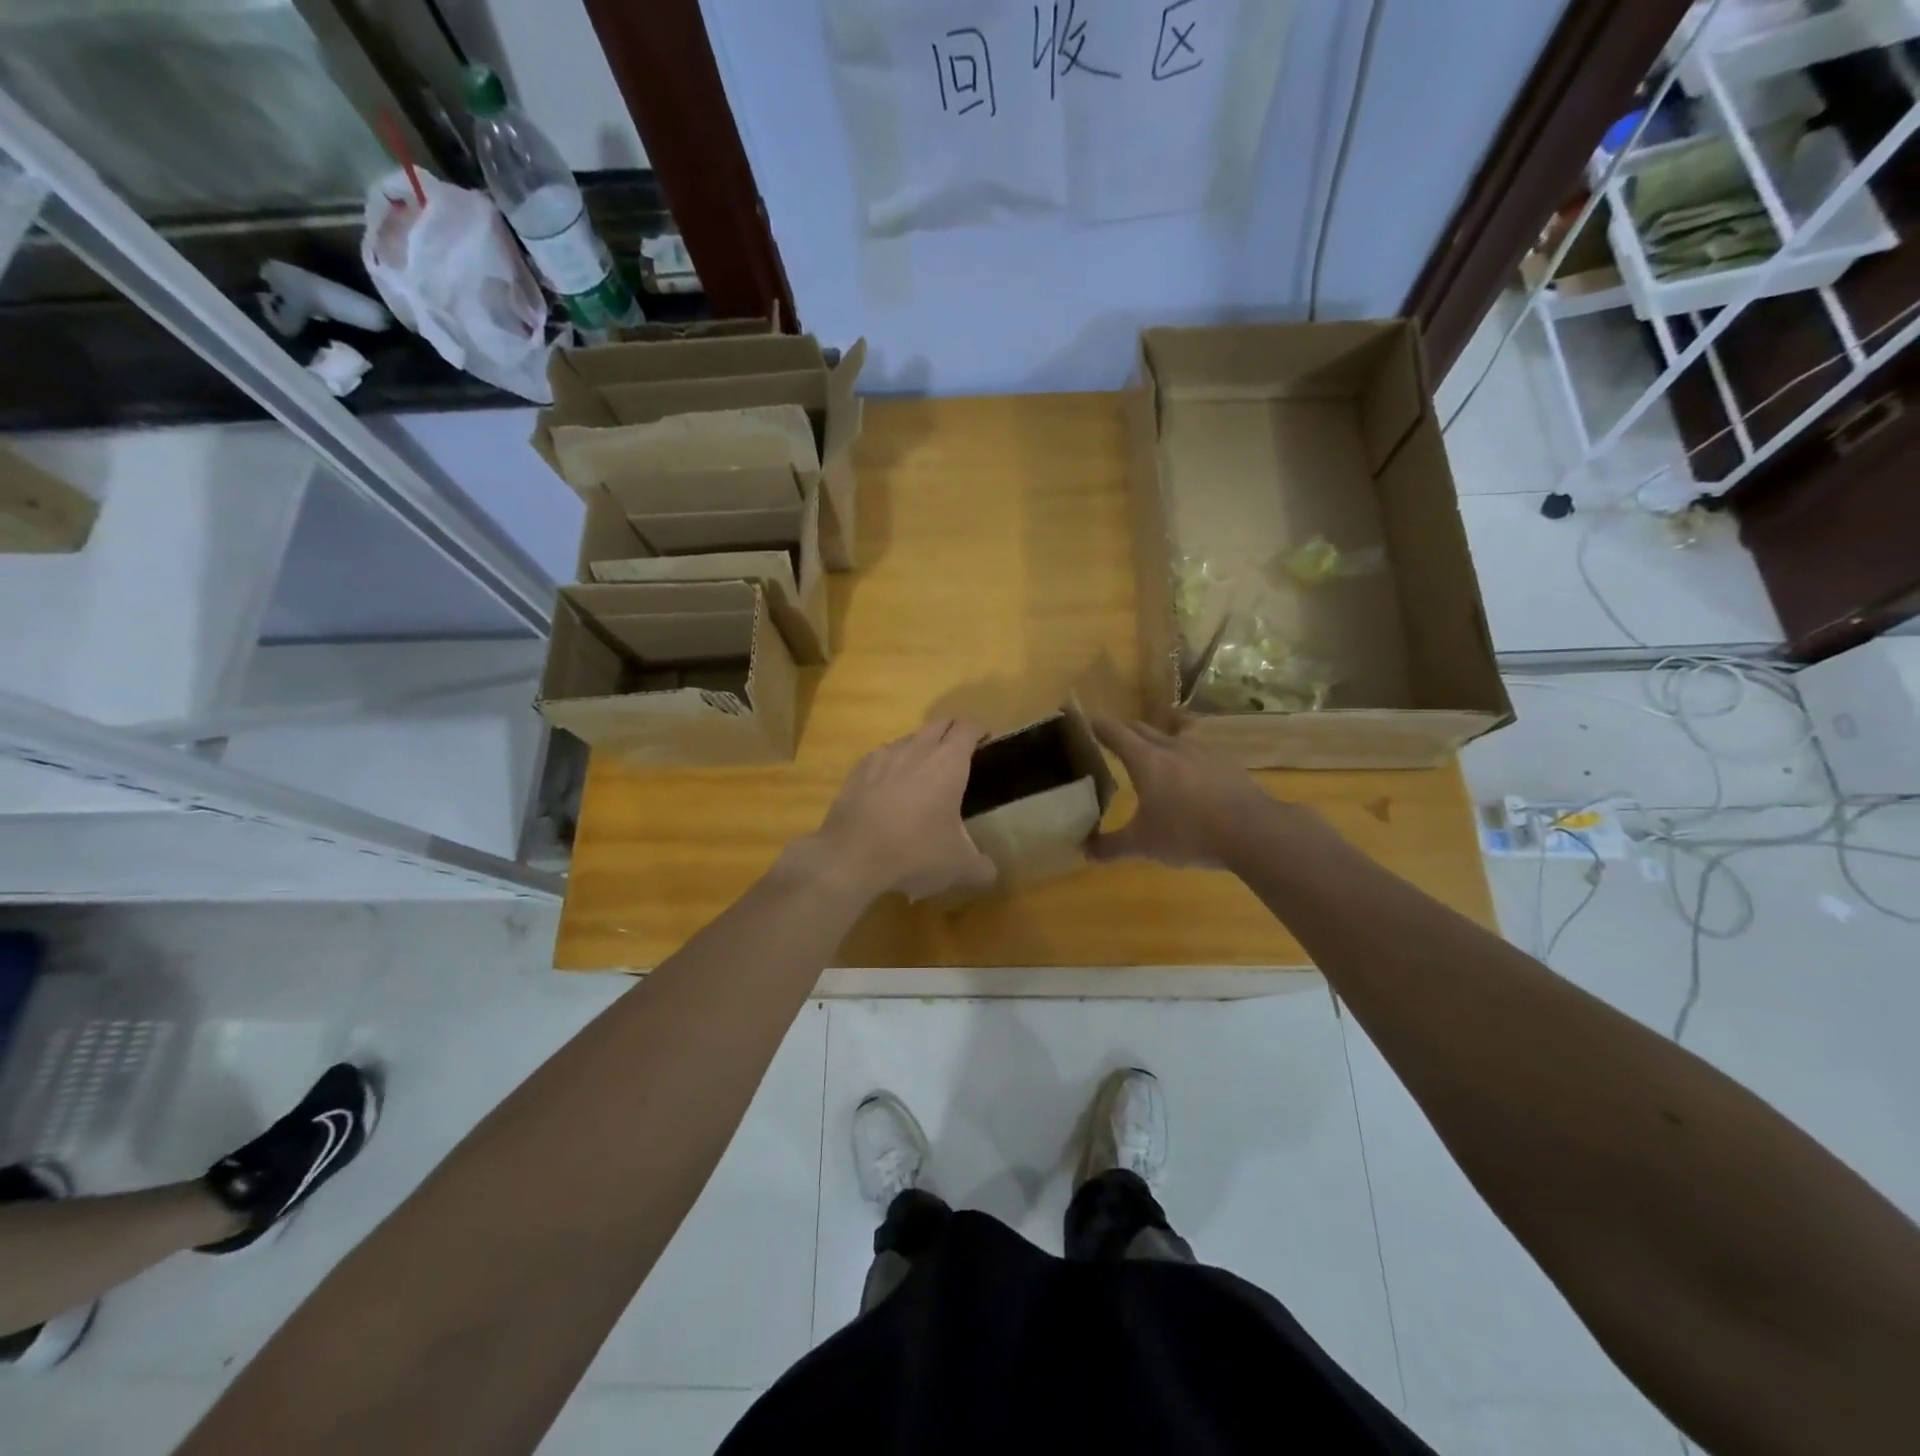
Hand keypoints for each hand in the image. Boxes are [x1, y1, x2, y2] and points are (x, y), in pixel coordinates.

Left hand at [812, 719, 997, 901]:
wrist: (852, 855)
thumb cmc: (916, 852)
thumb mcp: (959, 867)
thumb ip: (982, 867)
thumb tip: (990, 872)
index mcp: (949, 762)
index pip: (969, 728)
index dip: (980, 731)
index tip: (986, 742)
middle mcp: (918, 748)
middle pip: (940, 723)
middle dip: (952, 732)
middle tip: (960, 754)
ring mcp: (885, 755)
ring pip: (910, 738)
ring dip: (921, 747)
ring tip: (924, 773)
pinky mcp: (859, 769)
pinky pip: (882, 756)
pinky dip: (892, 765)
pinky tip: (890, 788)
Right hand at [1087, 715, 1295, 869]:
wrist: (1254, 831)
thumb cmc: (1190, 833)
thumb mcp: (1144, 845)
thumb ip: (1111, 846)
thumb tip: (1084, 849)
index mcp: (1145, 760)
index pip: (1112, 731)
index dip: (1093, 723)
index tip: (1077, 716)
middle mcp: (1171, 746)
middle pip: (1139, 728)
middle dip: (1120, 731)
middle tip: (1106, 741)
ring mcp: (1201, 750)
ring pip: (1168, 736)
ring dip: (1152, 742)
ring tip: (1146, 758)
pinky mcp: (1224, 761)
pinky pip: (1192, 750)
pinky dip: (1179, 756)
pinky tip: (1184, 776)